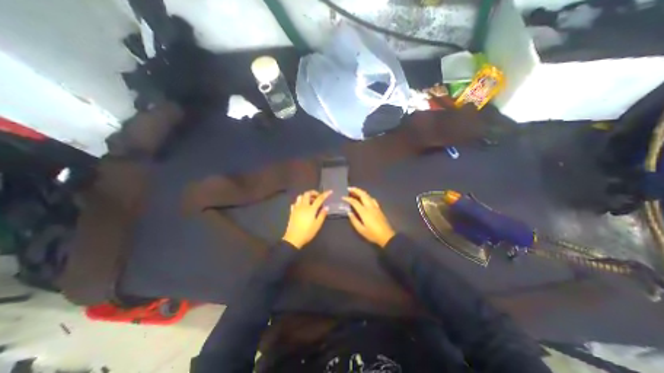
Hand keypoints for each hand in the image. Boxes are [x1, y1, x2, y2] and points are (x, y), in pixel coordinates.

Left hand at [281, 192, 329, 248]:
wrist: (293, 239)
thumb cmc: (307, 232)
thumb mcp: (317, 225)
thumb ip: (322, 215)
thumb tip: (326, 207)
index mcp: (311, 209)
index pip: (319, 199)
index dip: (325, 194)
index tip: (330, 191)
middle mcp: (303, 206)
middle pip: (307, 194)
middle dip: (313, 193)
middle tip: (318, 197)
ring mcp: (296, 208)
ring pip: (300, 196)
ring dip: (306, 196)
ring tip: (310, 201)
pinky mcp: (292, 211)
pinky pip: (295, 203)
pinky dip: (300, 202)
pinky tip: (302, 207)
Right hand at [343, 187, 393, 247]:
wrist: (386, 236)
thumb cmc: (372, 234)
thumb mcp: (361, 230)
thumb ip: (354, 220)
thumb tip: (349, 212)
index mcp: (364, 212)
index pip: (355, 202)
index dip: (348, 199)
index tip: (343, 197)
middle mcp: (370, 207)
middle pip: (363, 195)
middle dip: (355, 190)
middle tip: (349, 188)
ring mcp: (375, 207)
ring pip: (368, 195)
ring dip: (361, 192)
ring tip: (355, 191)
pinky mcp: (379, 208)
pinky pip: (372, 199)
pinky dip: (367, 196)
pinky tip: (365, 198)